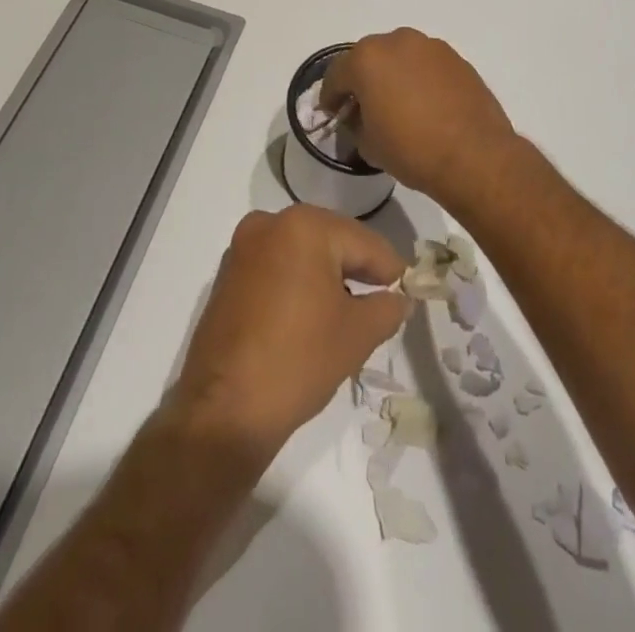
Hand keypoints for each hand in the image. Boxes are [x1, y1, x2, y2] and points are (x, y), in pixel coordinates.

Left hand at [169, 206, 409, 461]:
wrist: (225, 411)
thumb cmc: (298, 360)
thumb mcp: (358, 334)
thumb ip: (387, 308)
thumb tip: (398, 299)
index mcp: (304, 226)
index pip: (363, 242)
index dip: (390, 269)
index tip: (409, 290)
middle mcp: (270, 223)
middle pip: (331, 240)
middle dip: (358, 268)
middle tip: (383, 301)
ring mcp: (243, 247)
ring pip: (302, 253)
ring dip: (327, 276)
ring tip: (350, 312)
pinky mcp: (228, 274)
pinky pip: (277, 267)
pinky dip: (298, 283)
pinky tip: (312, 315)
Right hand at [317, 28, 523, 200]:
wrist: (474, 155)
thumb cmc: (411, 149)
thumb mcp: (368, 144)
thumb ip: (356, 123)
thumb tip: (360, 117)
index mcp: (367, 59)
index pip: (337, 74)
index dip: (331, 96)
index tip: (331, 113)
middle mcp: (397, 41)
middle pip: (368, 58)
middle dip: (361, 80)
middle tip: (362, 106)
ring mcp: (430, 46)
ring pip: (399, 57)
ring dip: (392, 74)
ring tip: (397, 103)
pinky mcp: (456, 58)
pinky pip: (425, 64)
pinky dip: (419, 78)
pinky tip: (424, 103)